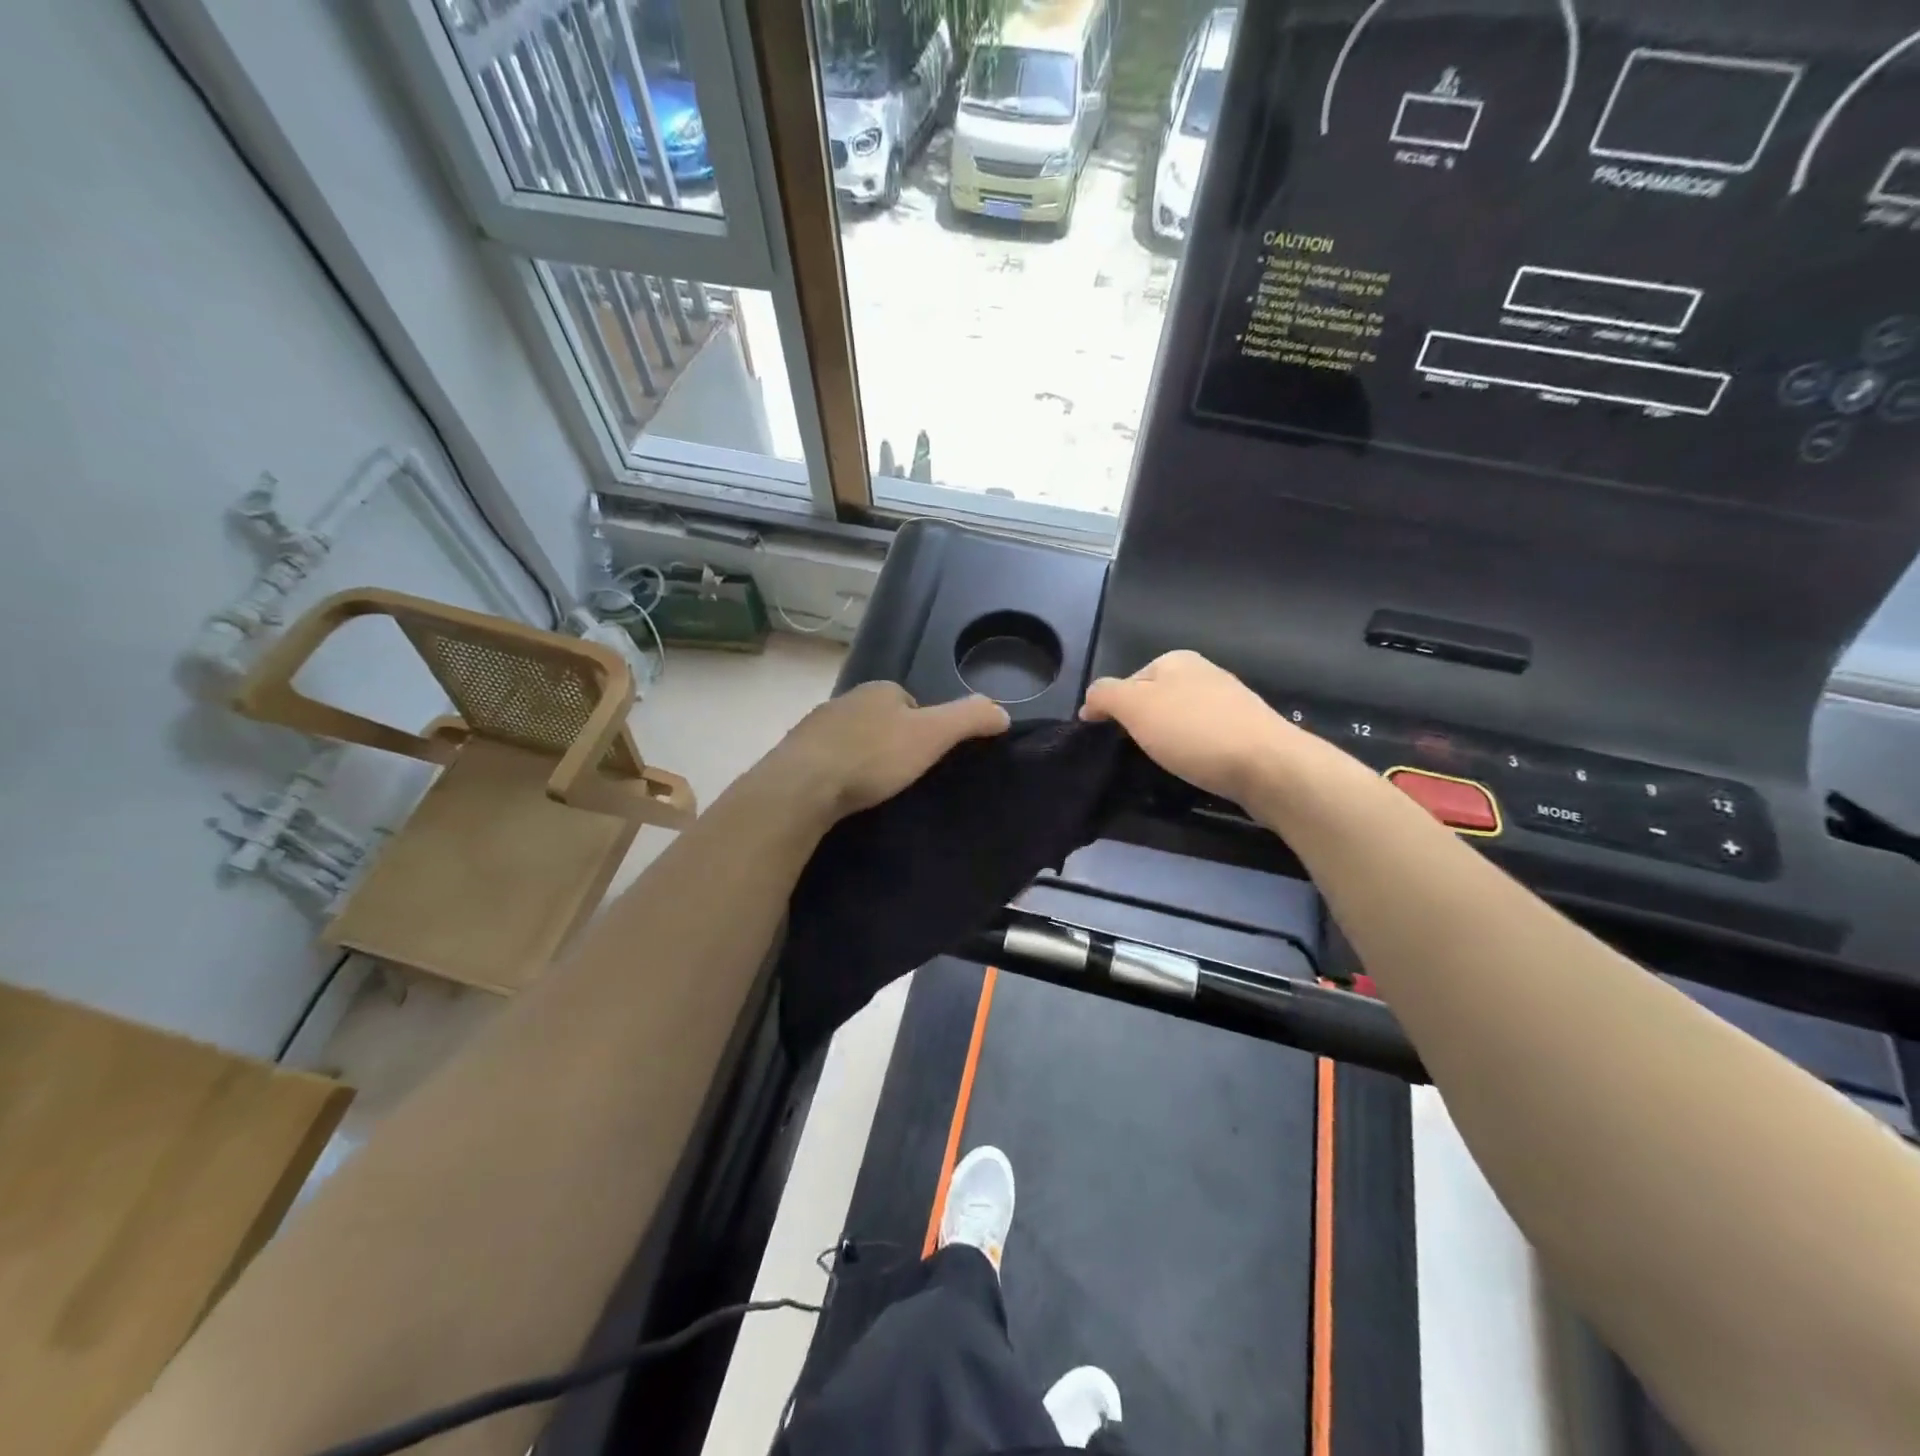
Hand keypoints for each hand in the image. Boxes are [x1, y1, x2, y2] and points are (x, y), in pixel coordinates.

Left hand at [761, 682, 1010, 821]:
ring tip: (873, 790)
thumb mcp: (932, 735)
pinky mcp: (797, 754)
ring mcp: (817, 726)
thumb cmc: (873, 757)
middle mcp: (846, 700)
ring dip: (863, 758)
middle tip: (901, 778)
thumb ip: (969, 719)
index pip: (911, 703)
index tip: (927, 758)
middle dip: (892, 743)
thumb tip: (1002, 712)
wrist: (803, 786)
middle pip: (881, 720)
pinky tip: (843, 796)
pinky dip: (839, 773)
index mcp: (880, 690)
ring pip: (853, 739)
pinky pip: (828, 760)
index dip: (925, 728)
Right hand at [1081, 650, 1312, 806]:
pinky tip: (1196, 768)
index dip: (1114, 710)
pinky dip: (1195, 753)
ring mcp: (1229, 702)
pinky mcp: (1246, 731)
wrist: (1268, 765)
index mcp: (1176, 660)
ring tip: (1167, 765)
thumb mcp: (1135, 707)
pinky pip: (1205, 739)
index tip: (1111, 740)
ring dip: (1169, 741)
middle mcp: (1204, 673)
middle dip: (1143, 726)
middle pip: (1155, 701)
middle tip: (1137, 754)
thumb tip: (1090, 702)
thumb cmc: (1193, 732)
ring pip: (1180, 720)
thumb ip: (1105, 695)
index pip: (1127, 682)